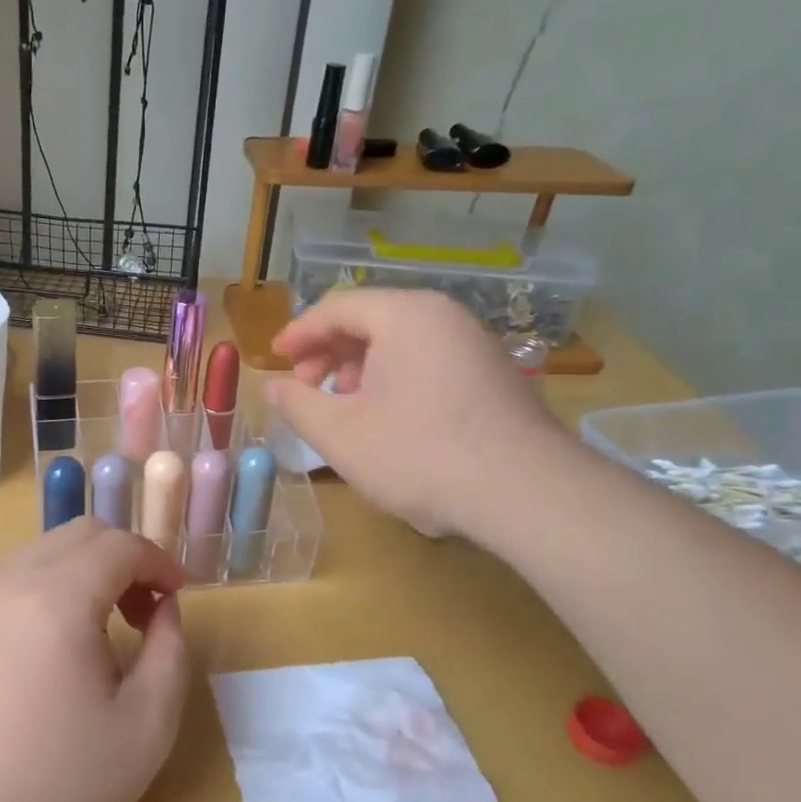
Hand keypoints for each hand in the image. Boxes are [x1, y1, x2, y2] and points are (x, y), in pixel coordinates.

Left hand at [0, 519, 188, 801]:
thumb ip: (170, 652)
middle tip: (143, 612)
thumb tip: (163, 609)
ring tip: (100, 630)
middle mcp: (9, 583)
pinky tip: (52, 647)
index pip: (119, 545)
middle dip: (123, 558)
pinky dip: (47, 589)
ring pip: (42, 552)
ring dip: (84, 571)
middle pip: (79, 534)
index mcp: (57, 600)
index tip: (176, 597)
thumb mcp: (146, 728)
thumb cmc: (59, 788)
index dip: (157, 561)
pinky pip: (11, 581)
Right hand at [264, 289, 571, 541]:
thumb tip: (273, 386)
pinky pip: (429, 362)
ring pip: (401, 343)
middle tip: (307, 389)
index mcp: (404, 314)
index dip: (298, 333)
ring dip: (361, 369)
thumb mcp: (339, 433)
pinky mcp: (495, 376)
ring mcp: (475, 344)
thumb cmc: (419, 454)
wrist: (527, 494)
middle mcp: (443, 316)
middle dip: (329, 353)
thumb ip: (296, 404)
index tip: (275, 359)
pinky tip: (390, 421)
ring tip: (346, 409)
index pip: (336, 307)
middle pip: (370, 320)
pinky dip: (396, 380)